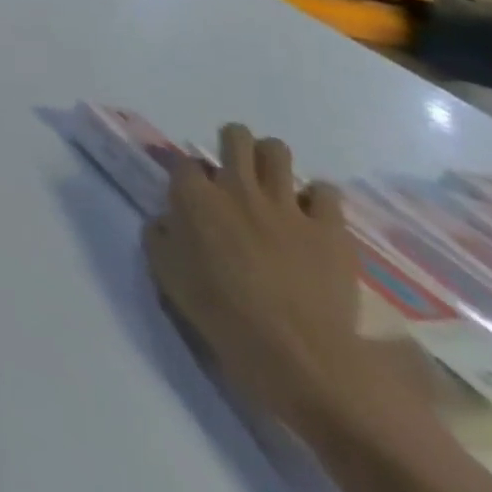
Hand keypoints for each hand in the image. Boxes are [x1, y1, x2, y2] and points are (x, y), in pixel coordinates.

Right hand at [145, 124, 383, 428]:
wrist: (296, 353)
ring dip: (271, 160)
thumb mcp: (165, 269)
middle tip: (234, 165)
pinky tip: (312, 215)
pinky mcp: (330, 230)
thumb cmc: (219, 310)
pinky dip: (318, 198)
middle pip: (235, 138)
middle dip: (232, 142)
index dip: (188, 175)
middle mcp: (237, 188)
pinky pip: (327, 193)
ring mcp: (287, 206)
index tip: (192, 193)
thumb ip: (162, 233)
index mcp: (193, 195)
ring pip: (278, 152)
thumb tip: (170, 221)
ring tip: (273, 182)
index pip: (185, 162)